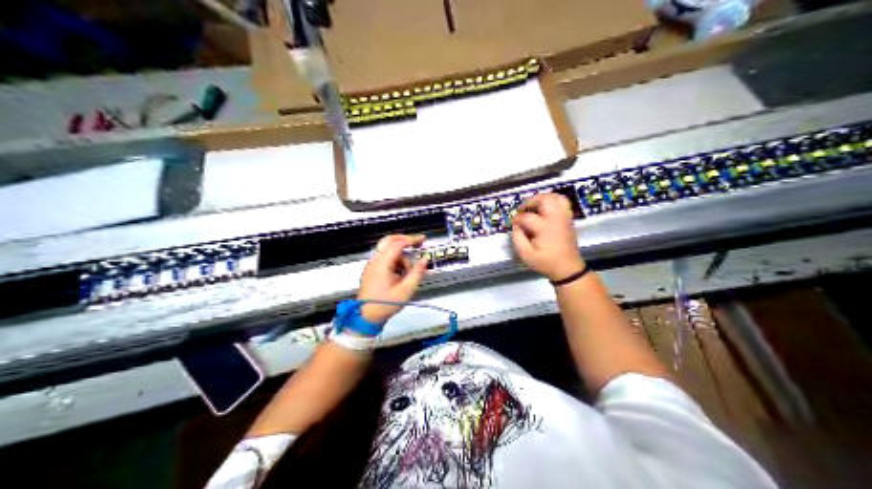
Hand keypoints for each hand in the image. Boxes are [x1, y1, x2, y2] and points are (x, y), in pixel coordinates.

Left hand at [358, 234, 427, 323]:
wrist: (366, 316)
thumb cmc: (383, 305)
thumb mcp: (406, 290)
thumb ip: (417, 273)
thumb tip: (424, 261)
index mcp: (382, 264)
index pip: (398, 244)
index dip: (411, 239)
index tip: (422, 239)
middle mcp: (375, 261)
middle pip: (389, 241)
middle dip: (404, 240)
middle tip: (416, 243)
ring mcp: (372, 266)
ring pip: (388, 251)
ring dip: (400, 256)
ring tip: (408, 272)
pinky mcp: (372, 271)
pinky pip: (385, 259)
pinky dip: (395, 261)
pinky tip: (401, 274)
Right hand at [512, 192, 584, 280]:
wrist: (568, 269)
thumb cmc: (546, 263)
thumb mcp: (526, 255)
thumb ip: (517, 238)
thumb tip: (515, 226)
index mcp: (544, 227)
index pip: (526, 217)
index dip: (516, 219)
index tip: (512, 225)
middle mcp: (556, 218)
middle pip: (543, 200)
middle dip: (530, 202)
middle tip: (522, 210)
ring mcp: (564, 217)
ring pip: (555, 197)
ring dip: (542, 199)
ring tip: (534, 207)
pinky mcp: (568, 219)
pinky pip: (563, 202)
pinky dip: (553, 201)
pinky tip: (545, 209)